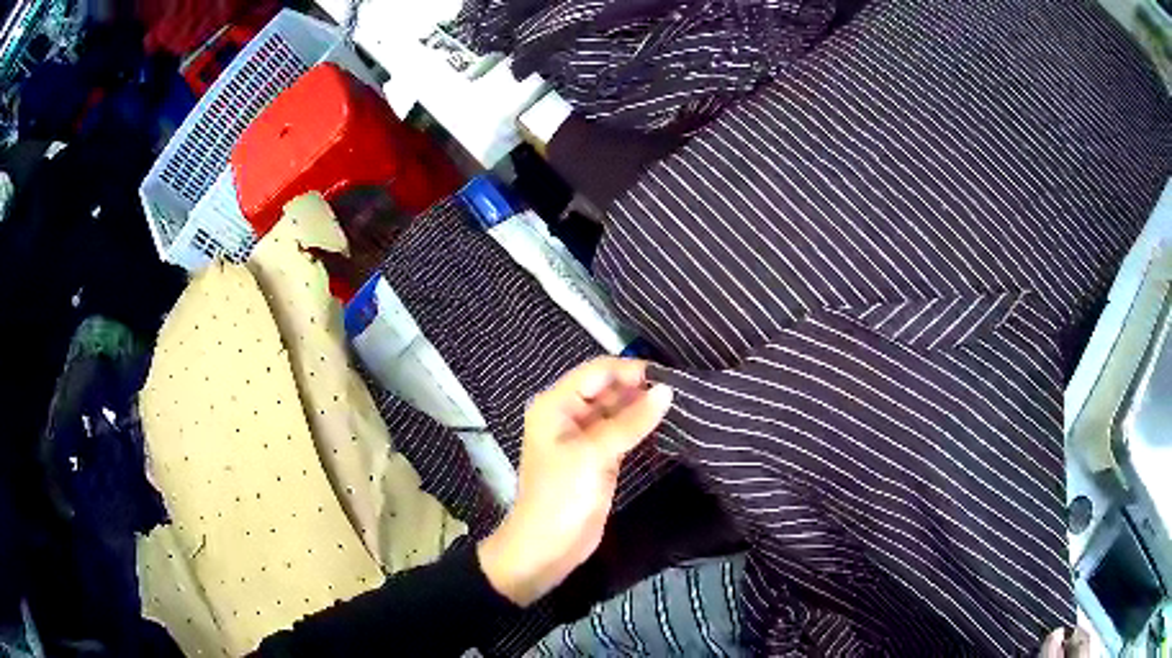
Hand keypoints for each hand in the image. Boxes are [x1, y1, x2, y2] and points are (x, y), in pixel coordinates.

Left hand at [477, 358, 673, 605]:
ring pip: (617, 411)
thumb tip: (667, 390)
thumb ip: (631, 422)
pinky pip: (622, 432)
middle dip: (639, 387)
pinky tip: (666, 424)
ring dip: (642, 407)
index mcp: (555, 405)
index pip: (597, 372)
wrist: (548, 547)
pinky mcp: (599, 458)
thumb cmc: (562, 496)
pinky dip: (641, 427)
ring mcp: (584, 437)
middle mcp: (567, 414)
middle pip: (607, 389)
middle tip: (681, 389)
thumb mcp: (594, 455)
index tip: (668, 375)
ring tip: (680, 403)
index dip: (630, 370)